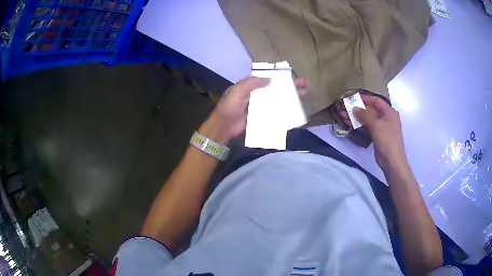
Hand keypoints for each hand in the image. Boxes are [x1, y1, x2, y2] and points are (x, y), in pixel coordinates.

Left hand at [200, 77, 307, 143]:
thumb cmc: (229, 107)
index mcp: (251, 86)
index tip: (292, 74)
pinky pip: (276, 112)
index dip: (281, 76)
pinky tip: (296, 109)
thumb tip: (270, 79)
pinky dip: (285, 110)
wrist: (224, 127)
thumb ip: (252, 83)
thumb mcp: (238, 91)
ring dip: (291, 97)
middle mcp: (258, 94)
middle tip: (305, 85)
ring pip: (279, 99)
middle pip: (277, 88)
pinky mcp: (263, 117)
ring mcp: (261, 106)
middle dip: (291, 86)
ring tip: (304, 95)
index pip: (269, 78)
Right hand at [340, 94, 406, 170]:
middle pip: (370, 110)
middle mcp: (385, 118)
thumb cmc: (387, 140)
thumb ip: (365, 115)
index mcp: (389, 112)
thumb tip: (354, 107)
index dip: (365, 98)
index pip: (376, 101)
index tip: (352, 97)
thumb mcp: (377, 125)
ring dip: (355, 117)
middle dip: (357, 108)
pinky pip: (366, 127)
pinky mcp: (376, 136)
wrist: (392, 161)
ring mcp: (381, 127)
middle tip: (344, 107)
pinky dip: (358, 125)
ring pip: (366, 119)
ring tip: (342, 115)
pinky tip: (348, 124)